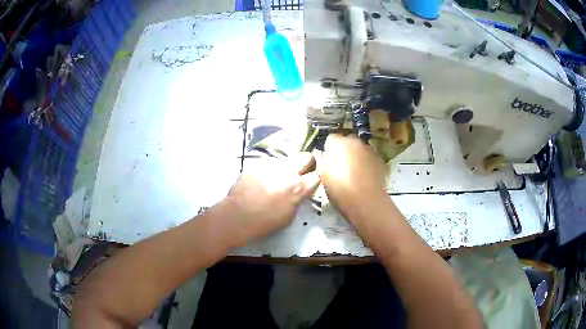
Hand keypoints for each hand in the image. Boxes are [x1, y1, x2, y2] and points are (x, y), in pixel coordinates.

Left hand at [223, 152, 319, 244]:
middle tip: (301, 171)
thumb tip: (298, 192)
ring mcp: (271, 165)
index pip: (318, 175)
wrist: (238, 215)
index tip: (314, 179)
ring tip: (270, 182)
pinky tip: (256, 183)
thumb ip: (297, 199)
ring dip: (281, 170)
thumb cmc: (265, 221)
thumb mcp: (289, 216)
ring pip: (283, 162)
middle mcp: (288, 171)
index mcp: (299, 187)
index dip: (317, 176)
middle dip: (307, 162)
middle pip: (306, 157)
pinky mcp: (257, 163)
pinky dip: (265, 172)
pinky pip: (266, 165)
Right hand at [321, 134, 388, 219]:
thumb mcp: (323, 175)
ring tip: (355, 174)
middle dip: (345, 151)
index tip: (328, 160)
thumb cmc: (339, 188)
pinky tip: (366, 178)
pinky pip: (371, 159)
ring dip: (357, 157)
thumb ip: (325, 161)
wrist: (364, 199)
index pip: (331, 139)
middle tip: (341, 167)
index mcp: (337, 143)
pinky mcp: (381, 160)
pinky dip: (368, 165)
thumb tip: (328, 157)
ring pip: (360, 150)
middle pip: (347, 142)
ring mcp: (370, 149)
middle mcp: (354, 141)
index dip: (329, 149)